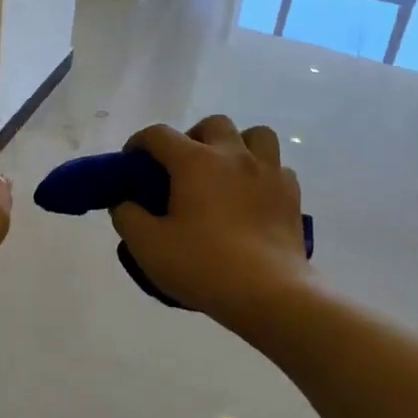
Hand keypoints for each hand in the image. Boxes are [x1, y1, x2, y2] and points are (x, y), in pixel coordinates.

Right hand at [110, 115, 311, 321]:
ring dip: (237, 145)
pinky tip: (252, 197)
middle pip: (212, 124)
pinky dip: (262, 174)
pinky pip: (277, 167)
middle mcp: (233, 155)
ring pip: (255, 135)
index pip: (159, 134)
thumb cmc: (203, 265)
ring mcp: (268, 172)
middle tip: (183, 169)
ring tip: (225, 172)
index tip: (132, 163)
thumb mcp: (148, 246)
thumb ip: (128, 217)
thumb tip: (125, 203)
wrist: (269, 293)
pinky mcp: (292, 194)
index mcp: (195, 162)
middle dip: (192, 137)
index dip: (139, 143)